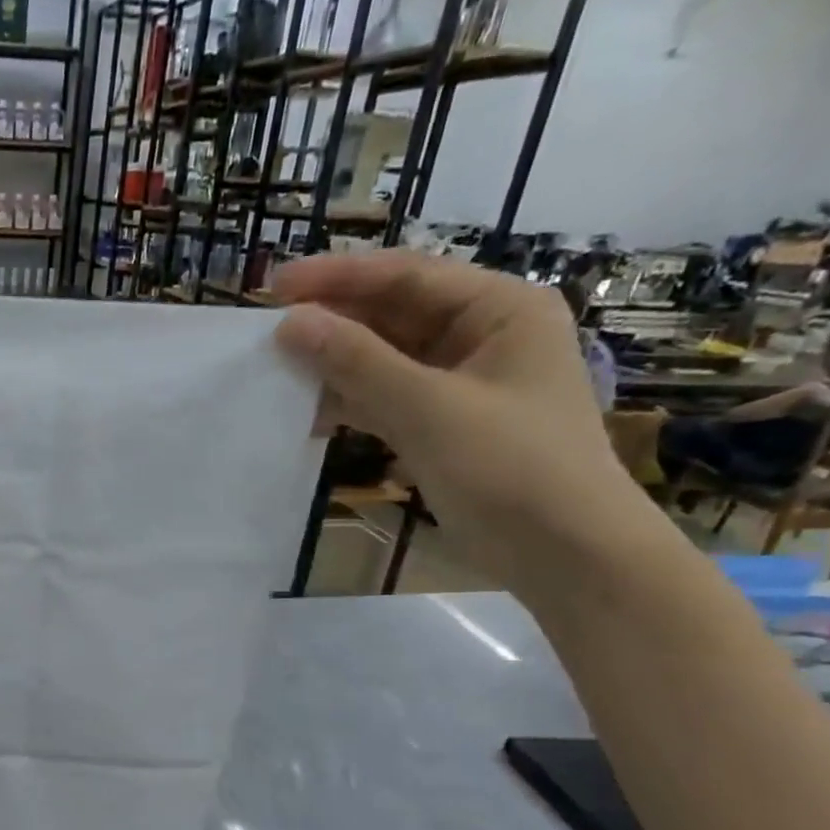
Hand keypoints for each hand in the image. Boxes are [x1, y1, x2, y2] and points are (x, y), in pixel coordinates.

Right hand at [267, 250, 659, 597]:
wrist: (564, 554)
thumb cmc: (510, 467)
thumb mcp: (429, 408)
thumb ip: (356, 362)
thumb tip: (289, 324)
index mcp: (499, 309)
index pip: (407, 276)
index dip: (337, 278)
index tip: (273, 287)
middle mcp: (480, 335)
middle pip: (392, 314)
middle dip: (332, 322)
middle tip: (265, 332)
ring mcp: (458, 382)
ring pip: (382, 359)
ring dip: (333, 365)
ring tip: (274, 370)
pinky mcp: (440, 423)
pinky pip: (383, 398)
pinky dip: (347, 403)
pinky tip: (305, 414)